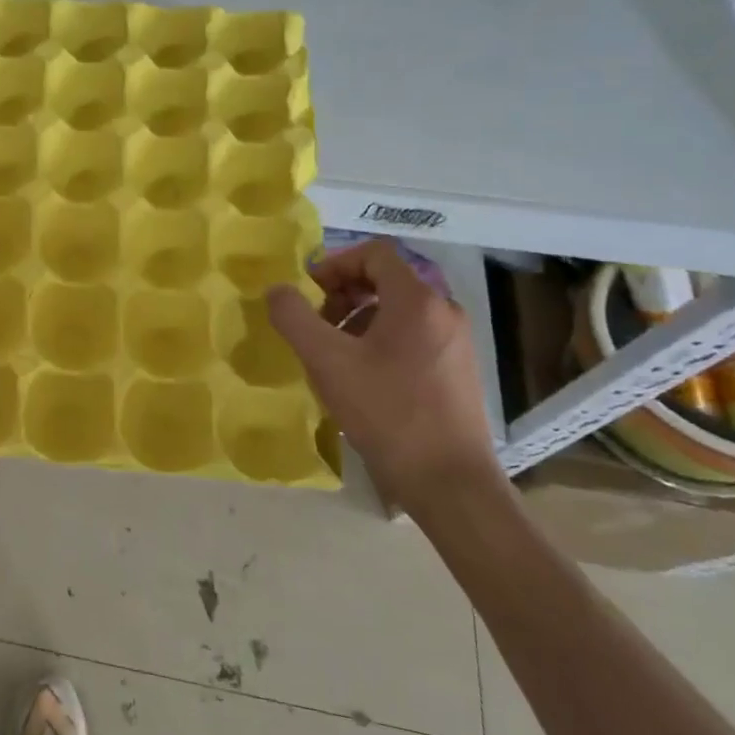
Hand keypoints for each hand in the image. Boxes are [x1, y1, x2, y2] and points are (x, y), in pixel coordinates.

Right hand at [265, 240, 500, 517]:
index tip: (307, 294)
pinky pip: (412, 335)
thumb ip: (294, 317)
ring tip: (333, 355)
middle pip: (386, 279)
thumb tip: (277, 290)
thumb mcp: (327, 362)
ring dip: (357, 319)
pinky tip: (361, 378)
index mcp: (417, 300)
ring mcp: (455, 341)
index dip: (334, 264)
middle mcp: (444, 311)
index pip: (374, 253)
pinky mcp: (457, 369)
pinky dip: (379, 340)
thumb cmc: (387, 412)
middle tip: (315, 325)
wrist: (449, 481)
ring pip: (397, 310)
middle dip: (342, 294)